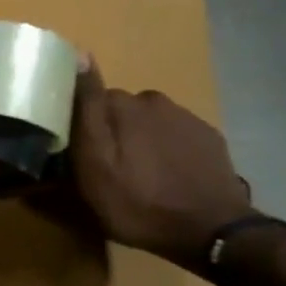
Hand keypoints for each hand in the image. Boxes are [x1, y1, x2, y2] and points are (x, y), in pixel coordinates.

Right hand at [68, 57, 252, 267]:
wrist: (210, 231)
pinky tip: (164, 176)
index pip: (88, 98)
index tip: (75, 149)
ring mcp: (186, 118)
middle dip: (110, 130)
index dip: (79, 122)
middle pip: (119, 109)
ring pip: (147, 122)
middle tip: (104, 167)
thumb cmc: (137, 202)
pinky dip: (164, 150)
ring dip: (138, 140)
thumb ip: (86, 109)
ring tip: (136, 174)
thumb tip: (79, 54)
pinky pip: (174, 135)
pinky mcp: (209, 138)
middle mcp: (154, 100)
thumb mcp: (93, 162)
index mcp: (122, 104)